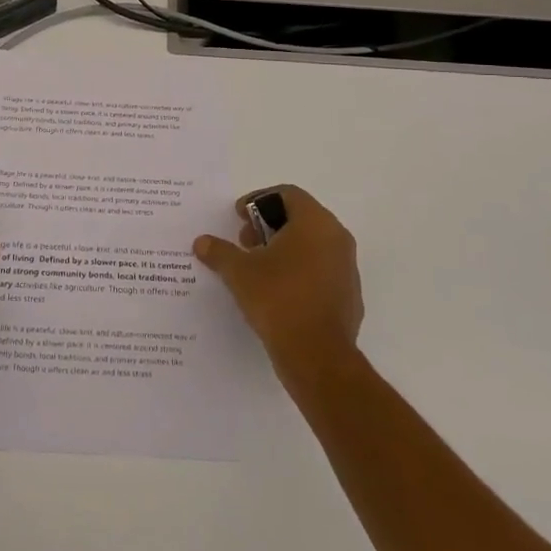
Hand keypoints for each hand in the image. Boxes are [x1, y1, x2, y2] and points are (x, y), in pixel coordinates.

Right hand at [195, 185, 362, 383]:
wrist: (317, 356)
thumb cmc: (278, 299)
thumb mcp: (239, 272)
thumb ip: (220, 252)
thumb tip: (201, 242)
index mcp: (315, 222)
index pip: (287, 194)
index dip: (258, 200)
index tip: (238, 218)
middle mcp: (337, 237)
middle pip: (300, 217)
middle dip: (268, 225)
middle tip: (244, 243)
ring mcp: (347, 267)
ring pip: (312, 244)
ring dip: (284, 248)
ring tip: (257, 268)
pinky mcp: (349, 294)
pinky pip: (321, 270)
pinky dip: (299, 271)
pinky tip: (277, 292)